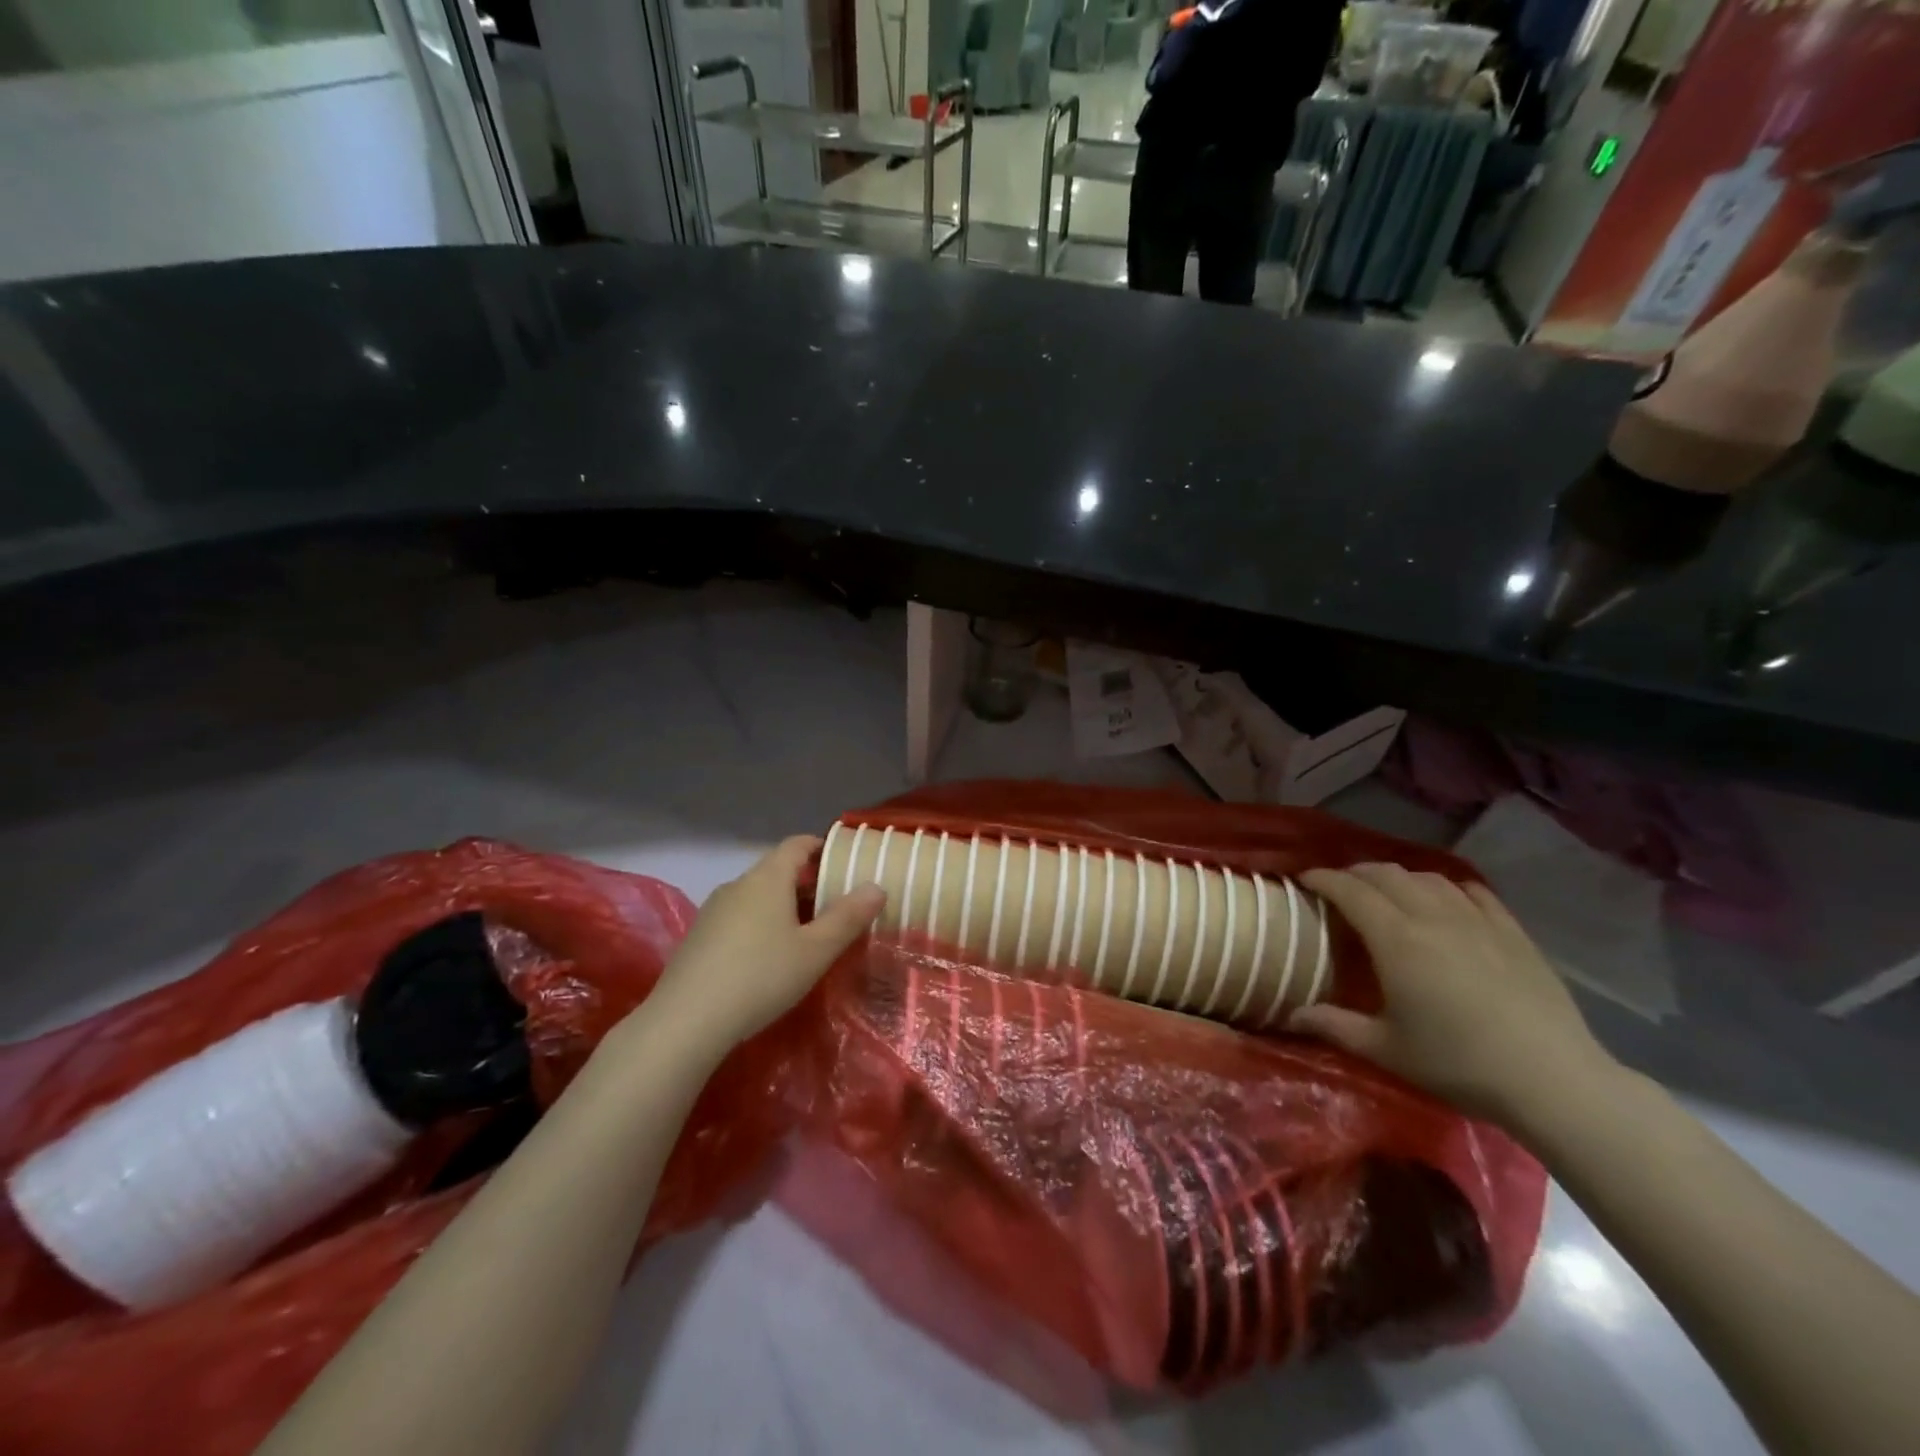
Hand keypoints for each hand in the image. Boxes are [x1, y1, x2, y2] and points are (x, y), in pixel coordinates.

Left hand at [648, 837, 884, 1051]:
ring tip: (805, 936)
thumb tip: (876, 886)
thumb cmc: (761, 976)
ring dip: (783, 907)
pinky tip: (767, 959)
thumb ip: (848, 917)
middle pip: (777, 871)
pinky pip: (738, 918)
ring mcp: (712, 911)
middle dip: (807, 884)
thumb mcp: (815, 951)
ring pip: (757, 896)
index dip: (821, 847)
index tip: (843, 862)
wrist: (685, 1022)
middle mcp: (737, 885)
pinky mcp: (697, 938)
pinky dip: (759, 925)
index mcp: (768, 878)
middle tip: (836, 908)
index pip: (796, 845)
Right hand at [1290, 864, 1617, 1126]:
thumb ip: (1335, 1026)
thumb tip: (1291, 1016)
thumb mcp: (1387, 1050)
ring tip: (1388, 893)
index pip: (1350, 891)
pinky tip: (1446, 901)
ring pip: (1428, 878)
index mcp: (1396, 940)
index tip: (1304, 880)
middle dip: (1355, 873)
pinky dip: (1448, 888)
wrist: (1553, 1080)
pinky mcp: (1513, 932)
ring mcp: (1477, 921)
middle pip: (1386, 874)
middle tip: (1339, 887)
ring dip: (1398, 878)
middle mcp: (1432, 917)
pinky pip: (1473, 892)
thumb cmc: (1459, 1064)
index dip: (1322, 879)